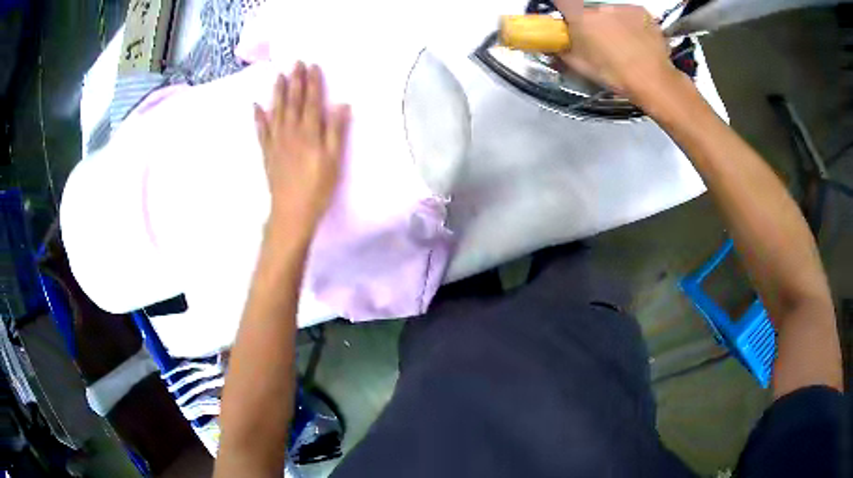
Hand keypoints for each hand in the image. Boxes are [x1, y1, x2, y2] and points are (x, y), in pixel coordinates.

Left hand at [254, 62, 349, 235]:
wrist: (291, 211)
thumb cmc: (318, 187)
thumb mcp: (333, 160)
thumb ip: (336, 131)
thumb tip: (341, 105)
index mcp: (309, 132)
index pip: (312, 101)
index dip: (313, 83)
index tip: (312, 66)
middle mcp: (291, 132)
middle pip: (293, 101)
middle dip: (295, 81)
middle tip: (295, 63)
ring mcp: (276, 141)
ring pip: (276, 111)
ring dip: (277, 92)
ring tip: (278, 76)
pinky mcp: (267, 152)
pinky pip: (261, 130)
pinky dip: (258, 117)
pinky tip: (256, 106)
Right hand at [554, 1, 681, 102]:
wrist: (652, 80)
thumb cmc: (616, 74)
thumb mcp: (580, 65)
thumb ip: (561, 49)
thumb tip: (552, 45)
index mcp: (580, 16)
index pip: (561, 0)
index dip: (562, 6)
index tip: (565, 14)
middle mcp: (599, 5)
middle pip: (588, 7)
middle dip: (590, 18)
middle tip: (598, 37)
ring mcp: (622, 6)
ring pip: (609, 10)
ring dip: (611, 21)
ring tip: (621, 42)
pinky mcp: (641, 11)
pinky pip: (629, 13)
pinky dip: (630, 23)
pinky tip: (635, 40)